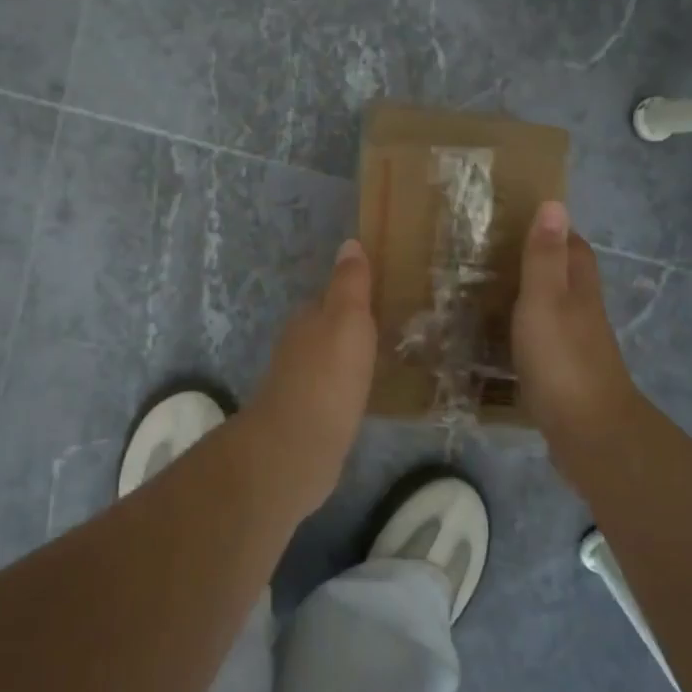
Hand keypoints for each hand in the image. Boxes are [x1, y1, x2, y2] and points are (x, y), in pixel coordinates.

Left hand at [237, 238, 377, 516]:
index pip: (331, 297)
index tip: (385, 294)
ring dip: (352, 357)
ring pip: (331, 359)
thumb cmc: (327, 377)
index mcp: (308, 319)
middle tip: (394, 326)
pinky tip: (369, 394)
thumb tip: (349, 243)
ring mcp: (301, 383)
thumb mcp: (347, 320)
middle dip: (354, 326)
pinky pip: (335, 390)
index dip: (356, 294)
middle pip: (329, 328)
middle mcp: (299, 346)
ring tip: (388, 358)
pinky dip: (350, 386)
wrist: (297, 448)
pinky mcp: (310, 416)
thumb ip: (350, 284)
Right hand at [512, 202, 647, 476]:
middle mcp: (582, 311)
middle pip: (565, 276)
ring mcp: (575, 344)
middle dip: (538, 261)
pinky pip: (541, 340)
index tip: (520, 218)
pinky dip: (522, 331)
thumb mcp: (545, 299)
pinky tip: (498, 338)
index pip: (574, 246)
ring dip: (528, 297)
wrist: (588, 432)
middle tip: (493, 254)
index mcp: (579, 288)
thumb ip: (545, 256)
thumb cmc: (562, 358)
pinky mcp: (563, 373)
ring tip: (486, 291)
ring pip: (552, 308)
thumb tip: (555, 203)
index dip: (554, 230)